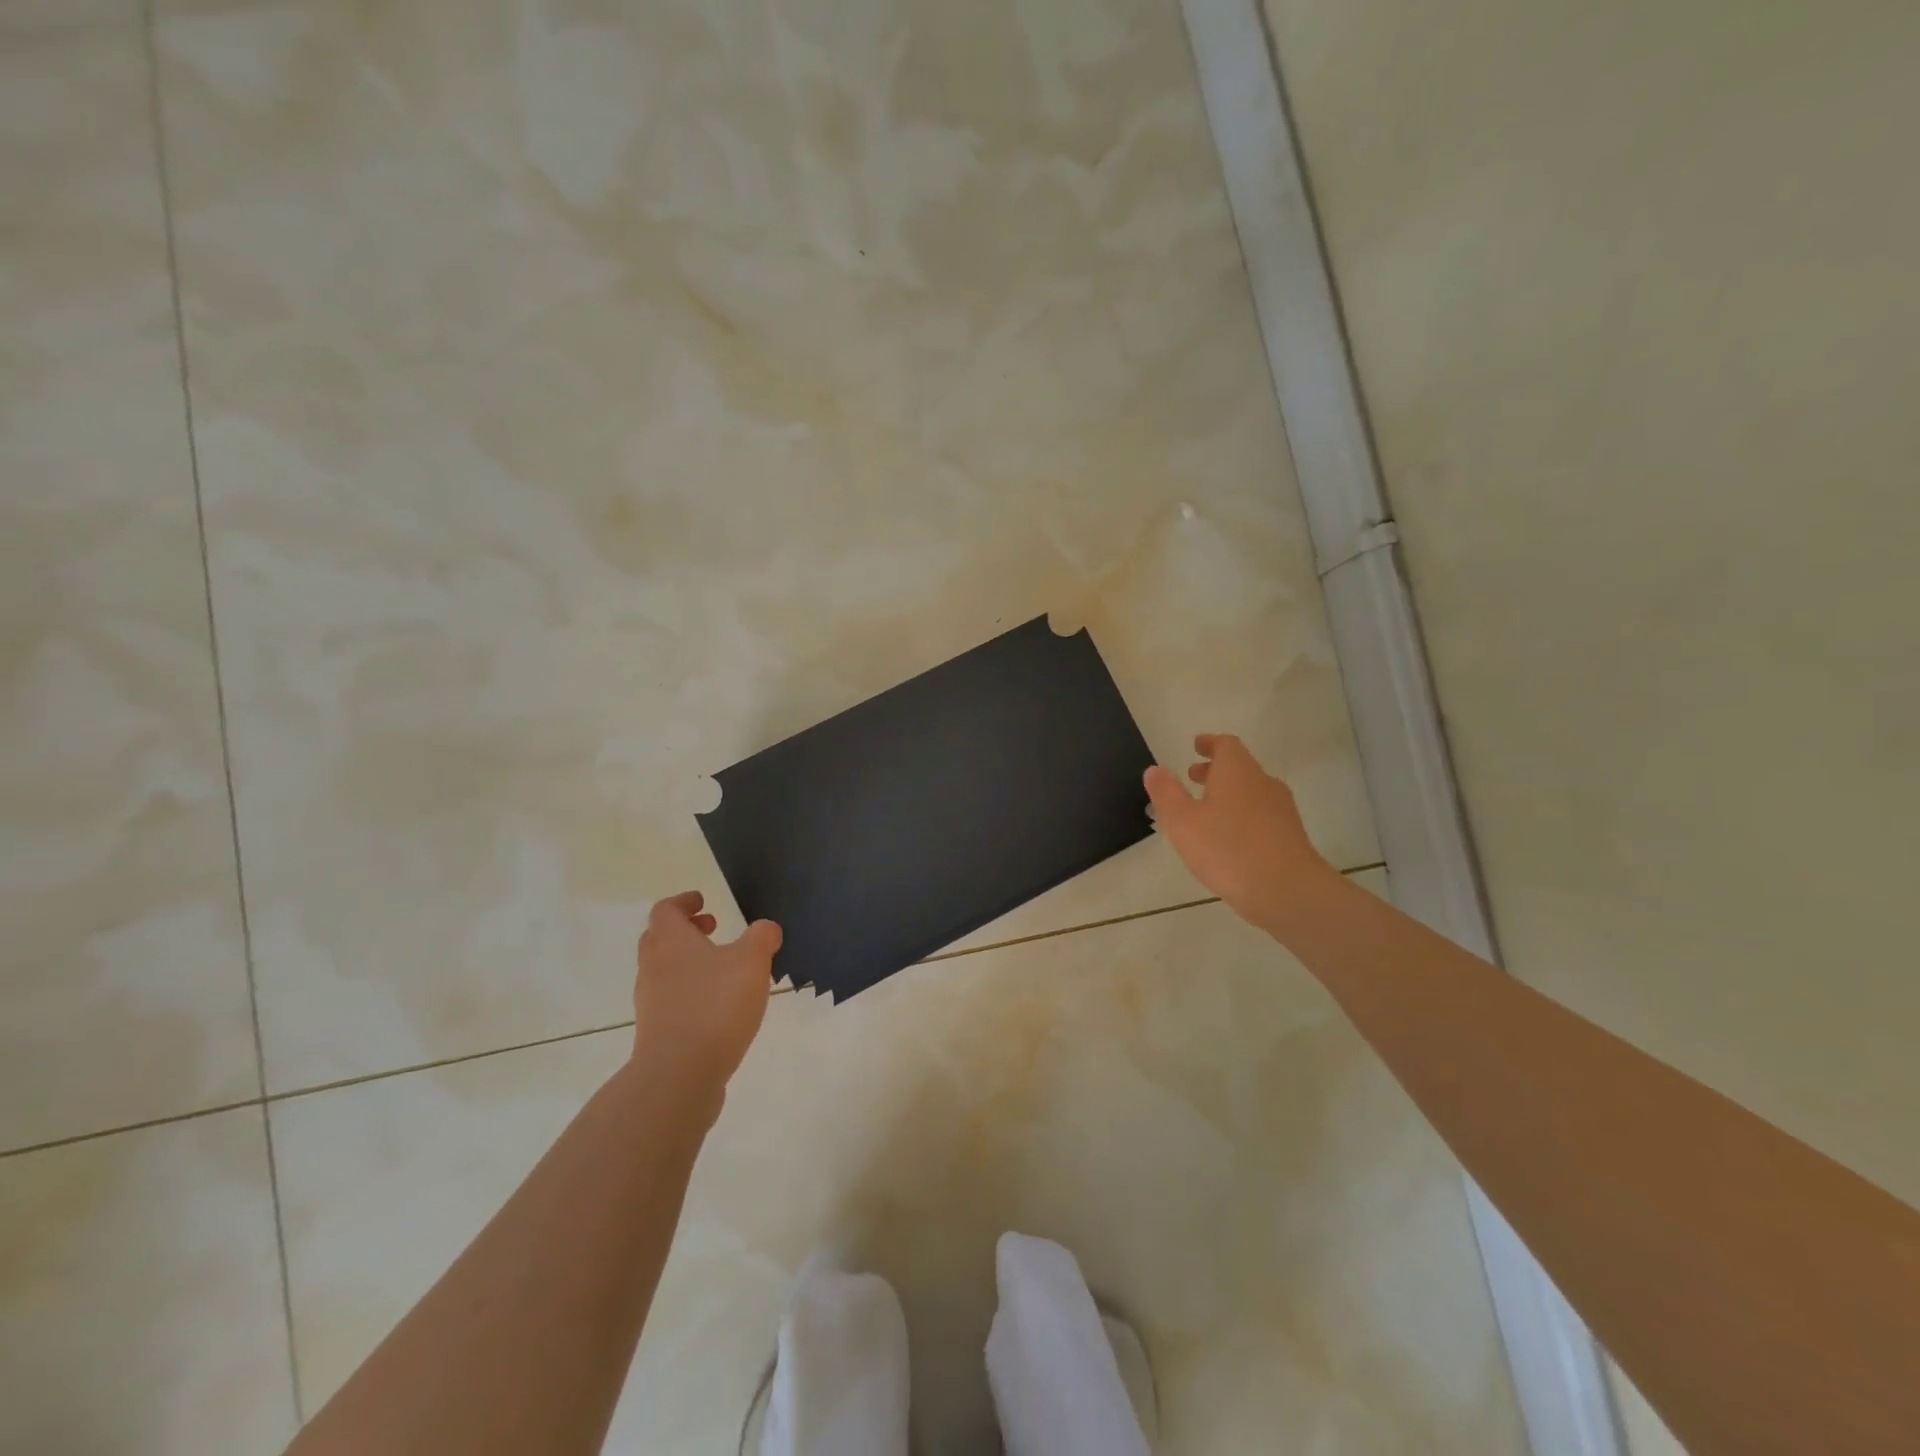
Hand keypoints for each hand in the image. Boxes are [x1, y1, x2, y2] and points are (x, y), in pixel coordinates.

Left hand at [630, 892, 781, 1113]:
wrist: (679, 1074)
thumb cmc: (715, 1005)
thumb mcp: (752, 961)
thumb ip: (762, 938)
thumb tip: (766, 928)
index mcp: (670, 942)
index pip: (665, 910)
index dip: (683, 902)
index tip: (704, 901)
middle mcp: (653, 967)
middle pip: (659, 939)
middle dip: (685, 931)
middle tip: (712, 930)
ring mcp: (651, 1002)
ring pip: (664, 971)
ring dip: (689, 963)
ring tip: (724, 969)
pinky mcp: (657, 1032)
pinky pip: (671, 1000)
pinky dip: (691, 992)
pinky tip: (719, 1005)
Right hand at [1145, 734, 1338, 932]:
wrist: (1287, 891)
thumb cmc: (1227, 849)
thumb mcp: (1182, 822)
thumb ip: (1166, 793)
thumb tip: (1155, 769)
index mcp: (1237, 772)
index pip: (1226, 745)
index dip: (1210, 743)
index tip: (1196, 745)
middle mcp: (1263, 782)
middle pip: (1240, 767)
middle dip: (1215, 770)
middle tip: (1193, 777)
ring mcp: (1281, 809)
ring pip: (1251, 791)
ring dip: (1228, 793)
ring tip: (1206, 810)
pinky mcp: (1290, 834)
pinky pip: (1261, 814)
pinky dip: (1242, 814)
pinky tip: (1229, 838)